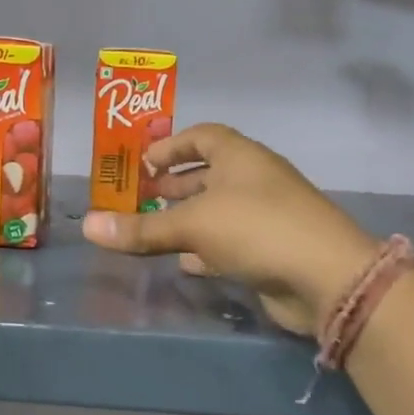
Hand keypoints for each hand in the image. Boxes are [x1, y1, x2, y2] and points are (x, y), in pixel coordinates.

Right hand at [82, 123, 376, 336]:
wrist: (326, 277)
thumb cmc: (257, 229)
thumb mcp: (193, 224)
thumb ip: (142, 228)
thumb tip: (87, 227)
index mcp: (241, 157)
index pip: (203, 136)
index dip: (171, 145)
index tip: (142, 163)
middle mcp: (254, 181)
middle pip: (209, 174)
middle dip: (175, 185)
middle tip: (140, 198)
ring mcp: (265, 217)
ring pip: (218, 212)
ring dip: (187, 219)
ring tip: (152, 230)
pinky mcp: (269, 252)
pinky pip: (229, 244)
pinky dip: (205, 250)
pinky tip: (183, 262)